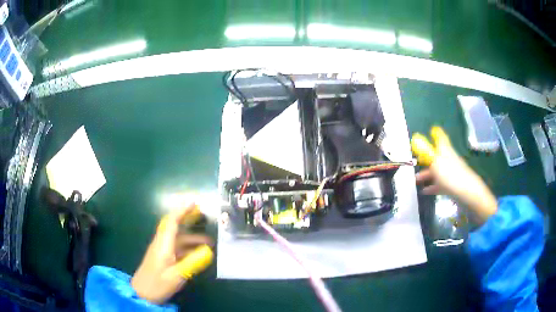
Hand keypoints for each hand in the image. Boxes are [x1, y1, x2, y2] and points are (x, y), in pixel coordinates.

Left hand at [131, 204, 213, 303]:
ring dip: (192, 237)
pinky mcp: (163, 257)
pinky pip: (177, 247)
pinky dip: (188, 247)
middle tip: (202, 213)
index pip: (172, 222)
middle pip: (174, 226)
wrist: (142, 293)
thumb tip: (209, 251)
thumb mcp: (177, 275)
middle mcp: (161, 243)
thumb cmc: (158, 283)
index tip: (194, 202)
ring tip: (209, 242)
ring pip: (177, 238)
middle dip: (187, 217)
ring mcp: (161, 250)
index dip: (182, 210)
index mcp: (163, 245)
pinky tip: (198, 254)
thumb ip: (192, 263)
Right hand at [411, 126, 496, 223]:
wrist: (467, 193)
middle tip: (415, 160)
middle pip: (436, 155)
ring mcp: (450, 172)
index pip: (440, 137)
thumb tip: (416, 139)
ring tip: (415, 180)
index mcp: (445, 151)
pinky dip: (431, 186)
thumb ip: (426, 152)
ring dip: (426, 174)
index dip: (435, 133)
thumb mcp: (436, 163)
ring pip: (436, 171)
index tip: (429, 132)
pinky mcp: (451, 185)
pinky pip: (439, 184)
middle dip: (426, 158)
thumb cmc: (451, 175)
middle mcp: (448, 159)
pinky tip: (424, 191)